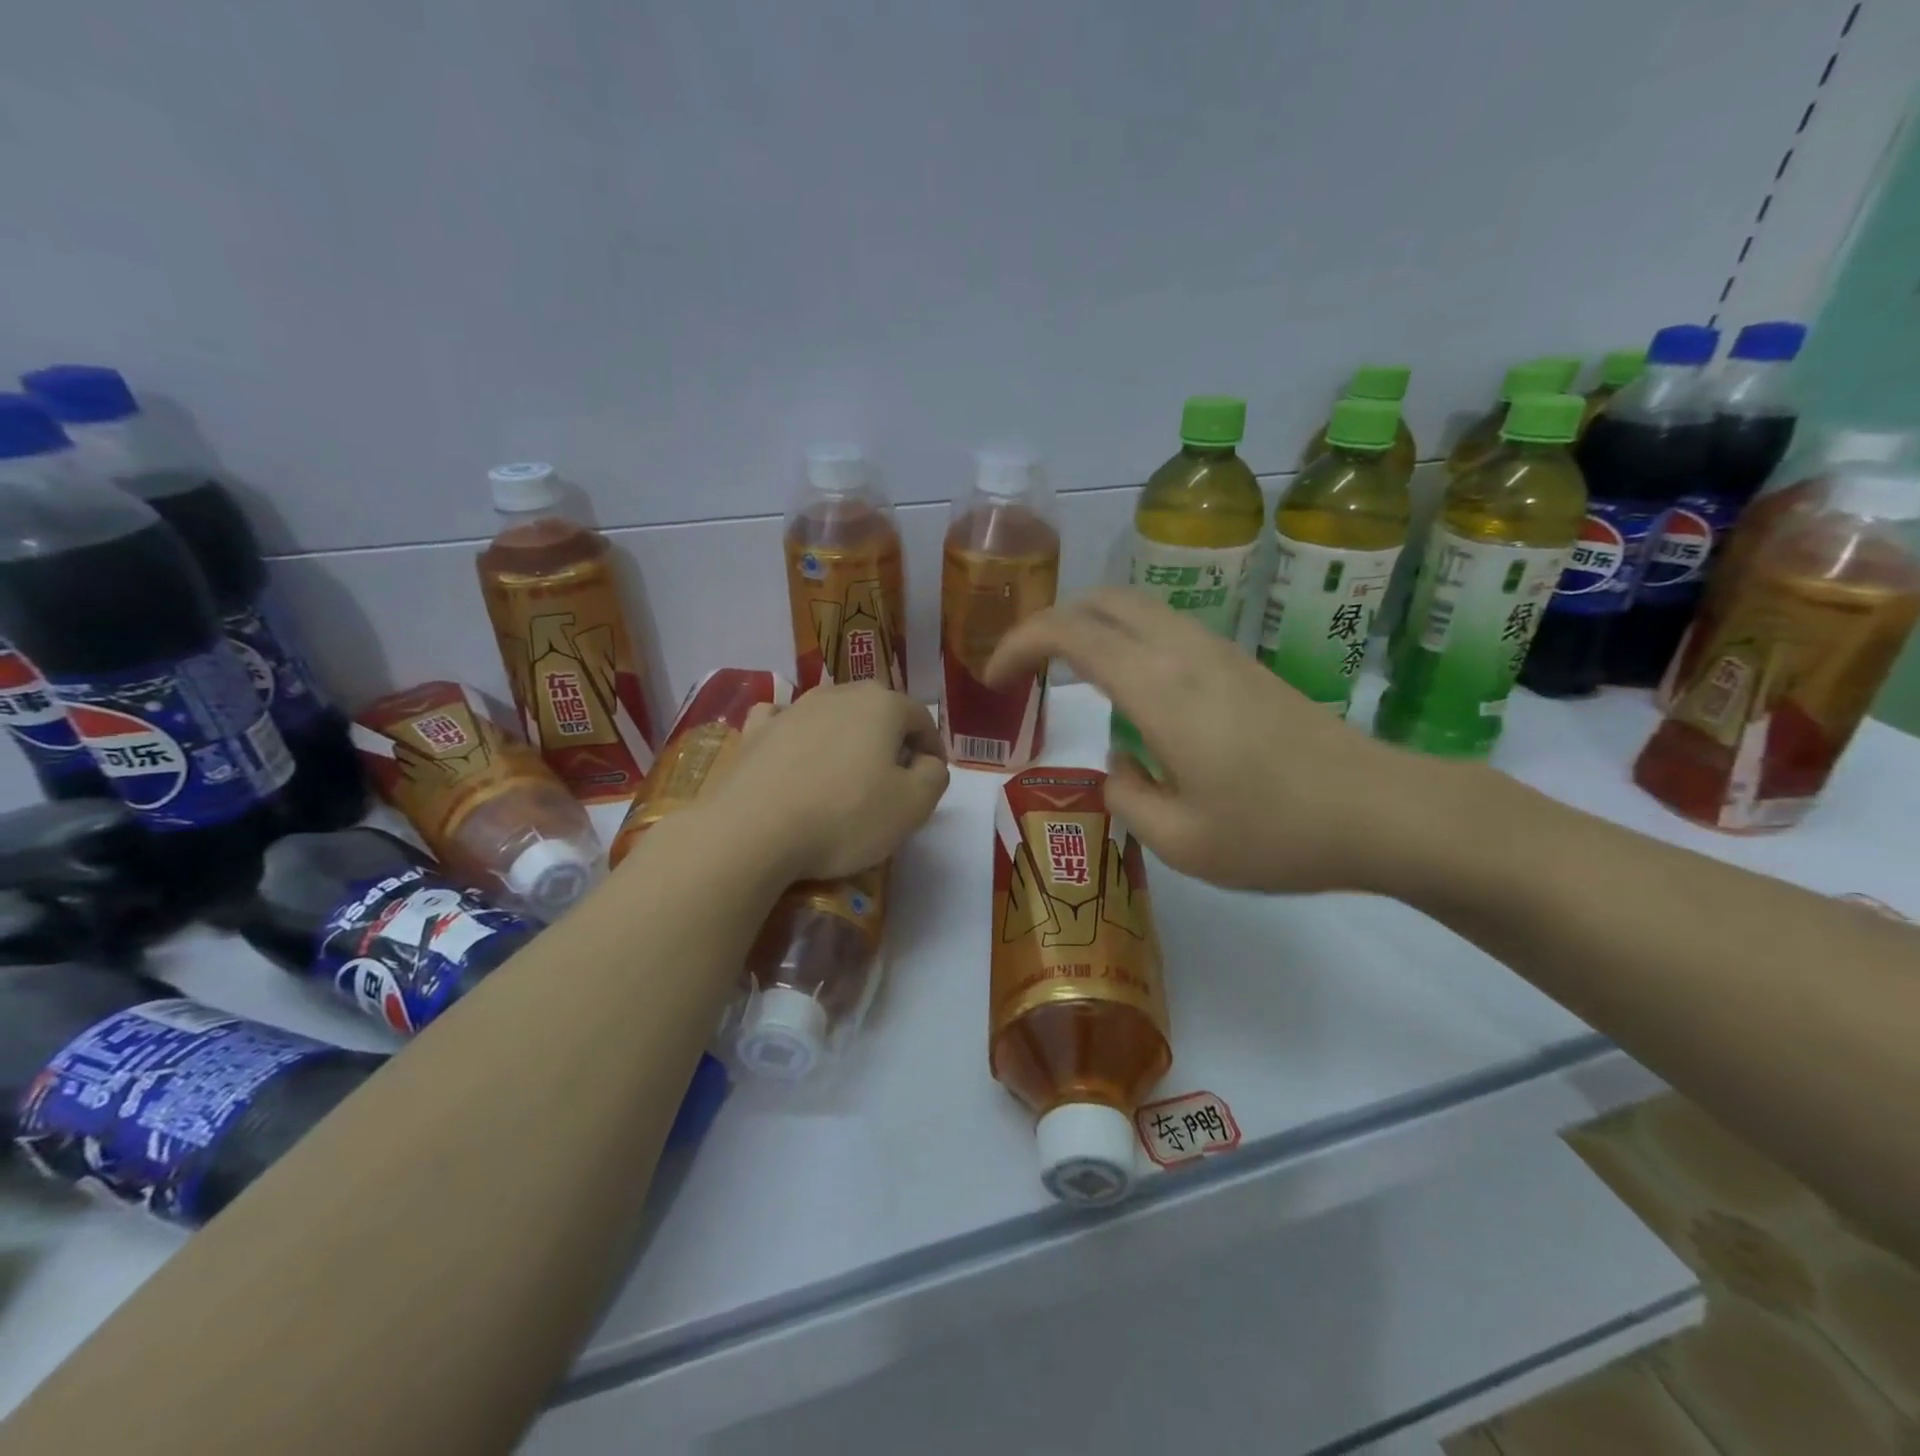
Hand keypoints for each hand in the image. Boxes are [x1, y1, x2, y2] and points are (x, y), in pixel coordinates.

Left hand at [702, 683, 949, 881]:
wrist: (753, 831)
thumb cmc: (845, 817)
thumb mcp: (912, 806)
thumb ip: (933, 777)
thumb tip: (927, 762)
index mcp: (882, 705)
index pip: (921, 718)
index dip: (933, 747)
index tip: (933, 776)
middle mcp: (838, 694)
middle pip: (877, 709)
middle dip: (891, 737)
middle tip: (894, 774)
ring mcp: (792, 708)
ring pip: (833, 713)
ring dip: (846, 736)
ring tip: (847, 771)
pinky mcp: (756, 731)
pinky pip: (785, 720)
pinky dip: (797, 731)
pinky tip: (794, 750)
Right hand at [985, 589, 1457, 894]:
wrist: (1381, 811)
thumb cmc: (1276, 833)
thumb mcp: (1181, 842)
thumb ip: (1127, 797)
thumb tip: (1118, 767)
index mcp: (1159, 688)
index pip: (1069, 632)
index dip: (1018, 645)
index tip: (994, 679)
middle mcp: (1184, 651)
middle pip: (1101, 599)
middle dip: (1048, 622)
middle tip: (1023, 669)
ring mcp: (1218, 651)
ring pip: (1136, 606)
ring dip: (1088, 626)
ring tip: (1065, 675)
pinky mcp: (1241, 664)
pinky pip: (1165, 627)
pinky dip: (1124, 638)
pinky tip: (1128, 690)